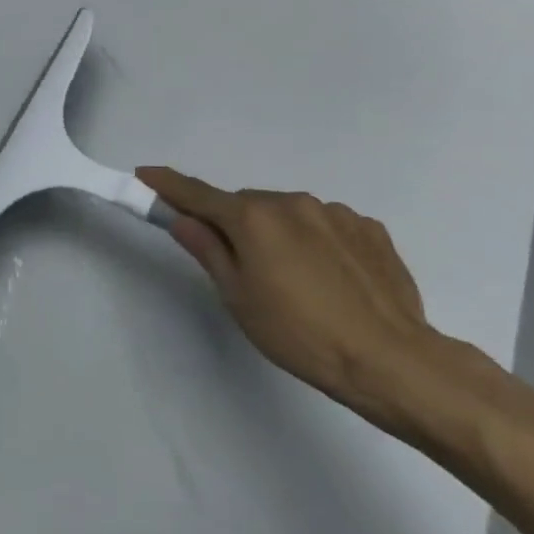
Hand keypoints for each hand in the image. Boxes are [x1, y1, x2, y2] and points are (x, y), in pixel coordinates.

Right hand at [138, 166, 441, 432]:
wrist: (388, 358)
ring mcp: (336, 213)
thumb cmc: (297, 333)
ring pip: (288, 214)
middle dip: (234, 224)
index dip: (168, 186)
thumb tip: (183, 219)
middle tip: (237, 266)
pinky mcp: (370, 229)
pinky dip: (314, 241)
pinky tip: (327, 279)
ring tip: (292, 280)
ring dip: (277, 233)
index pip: (198, 195)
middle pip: (247, 205)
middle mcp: (294, 202)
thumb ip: (208, 250)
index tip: (145, 174)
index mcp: (254, 217)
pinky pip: (325, 225)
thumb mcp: (237, 296)